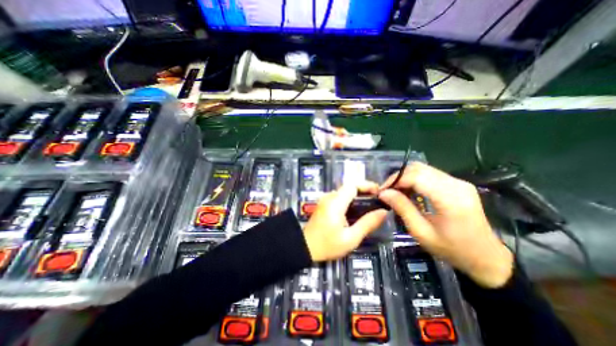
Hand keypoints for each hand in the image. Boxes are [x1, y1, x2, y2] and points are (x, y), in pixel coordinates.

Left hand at [302, 182, 382, 259]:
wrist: (305, 247)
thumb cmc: (327, 245)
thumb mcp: (350, 238)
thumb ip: (367, 224)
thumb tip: (383, 212)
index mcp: (335, 203)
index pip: (352, 185)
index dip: (366, 185)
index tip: (379, 191)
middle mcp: (329, 197)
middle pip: (349, 187)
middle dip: (364, 190)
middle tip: (377, 199)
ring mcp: (325, 200)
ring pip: (344, 191)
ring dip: (357, 195)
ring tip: (370, 204)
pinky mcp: (324, 204)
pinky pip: (340, 197)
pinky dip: (350, 200)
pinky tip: (357, 210)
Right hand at [378, 164, 513, 286]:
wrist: (487, 257)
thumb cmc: (453, 250)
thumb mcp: (421, 232)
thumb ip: (402, 208)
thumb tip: (383, 193)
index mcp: (450, 198)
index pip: (415, 176)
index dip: (395, 180)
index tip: (382, 191)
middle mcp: (456, 184)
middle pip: (419, 168)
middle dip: (398, 177)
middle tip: (387, 191)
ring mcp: (459, 182)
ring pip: (423, 169)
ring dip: (405, 177)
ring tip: (396, 192)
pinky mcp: (457, 184)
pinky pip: (430, 174)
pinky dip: (415, 179)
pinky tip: (409, 191)